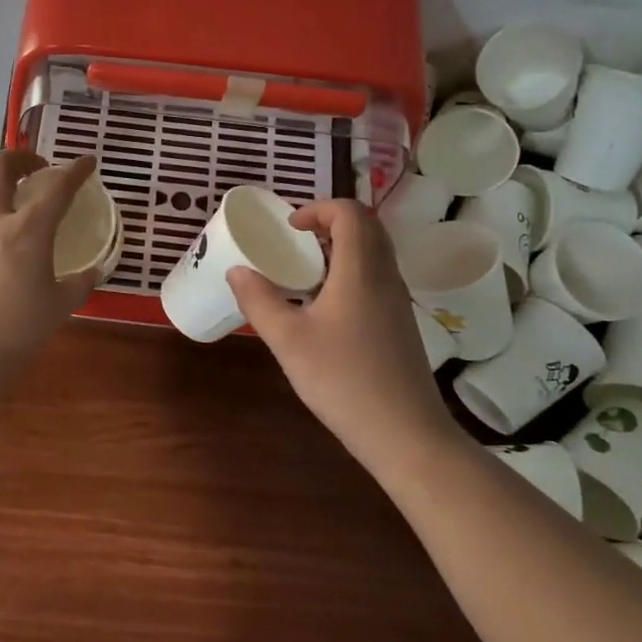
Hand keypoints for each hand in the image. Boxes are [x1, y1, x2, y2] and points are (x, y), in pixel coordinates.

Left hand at [0, 150, 99, 383]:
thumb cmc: (19, 330)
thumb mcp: (61, 306)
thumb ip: (80, 283)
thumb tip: (92, 271)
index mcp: (28, 230)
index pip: (57, 186)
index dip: (76, 169)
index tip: (88, 161)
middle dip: (21, 156)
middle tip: (39, 169)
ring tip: (10, 190)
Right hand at [228, 199, 450, 457]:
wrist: (405, 433)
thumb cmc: (343, 381)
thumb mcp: (288, 341)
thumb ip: (259, 301)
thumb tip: (237, 270)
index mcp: (360, 270)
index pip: (351, 213)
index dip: (319, 208)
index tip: (289, 228)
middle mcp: (385, 277)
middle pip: (367, 227)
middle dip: (330, 223)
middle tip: (296, 241)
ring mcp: (398, 301)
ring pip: (375, 253)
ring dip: (341, 247)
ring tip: (305, 271)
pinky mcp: (400, 323)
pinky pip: (377, 277)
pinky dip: (351, 272)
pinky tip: (325, 306)